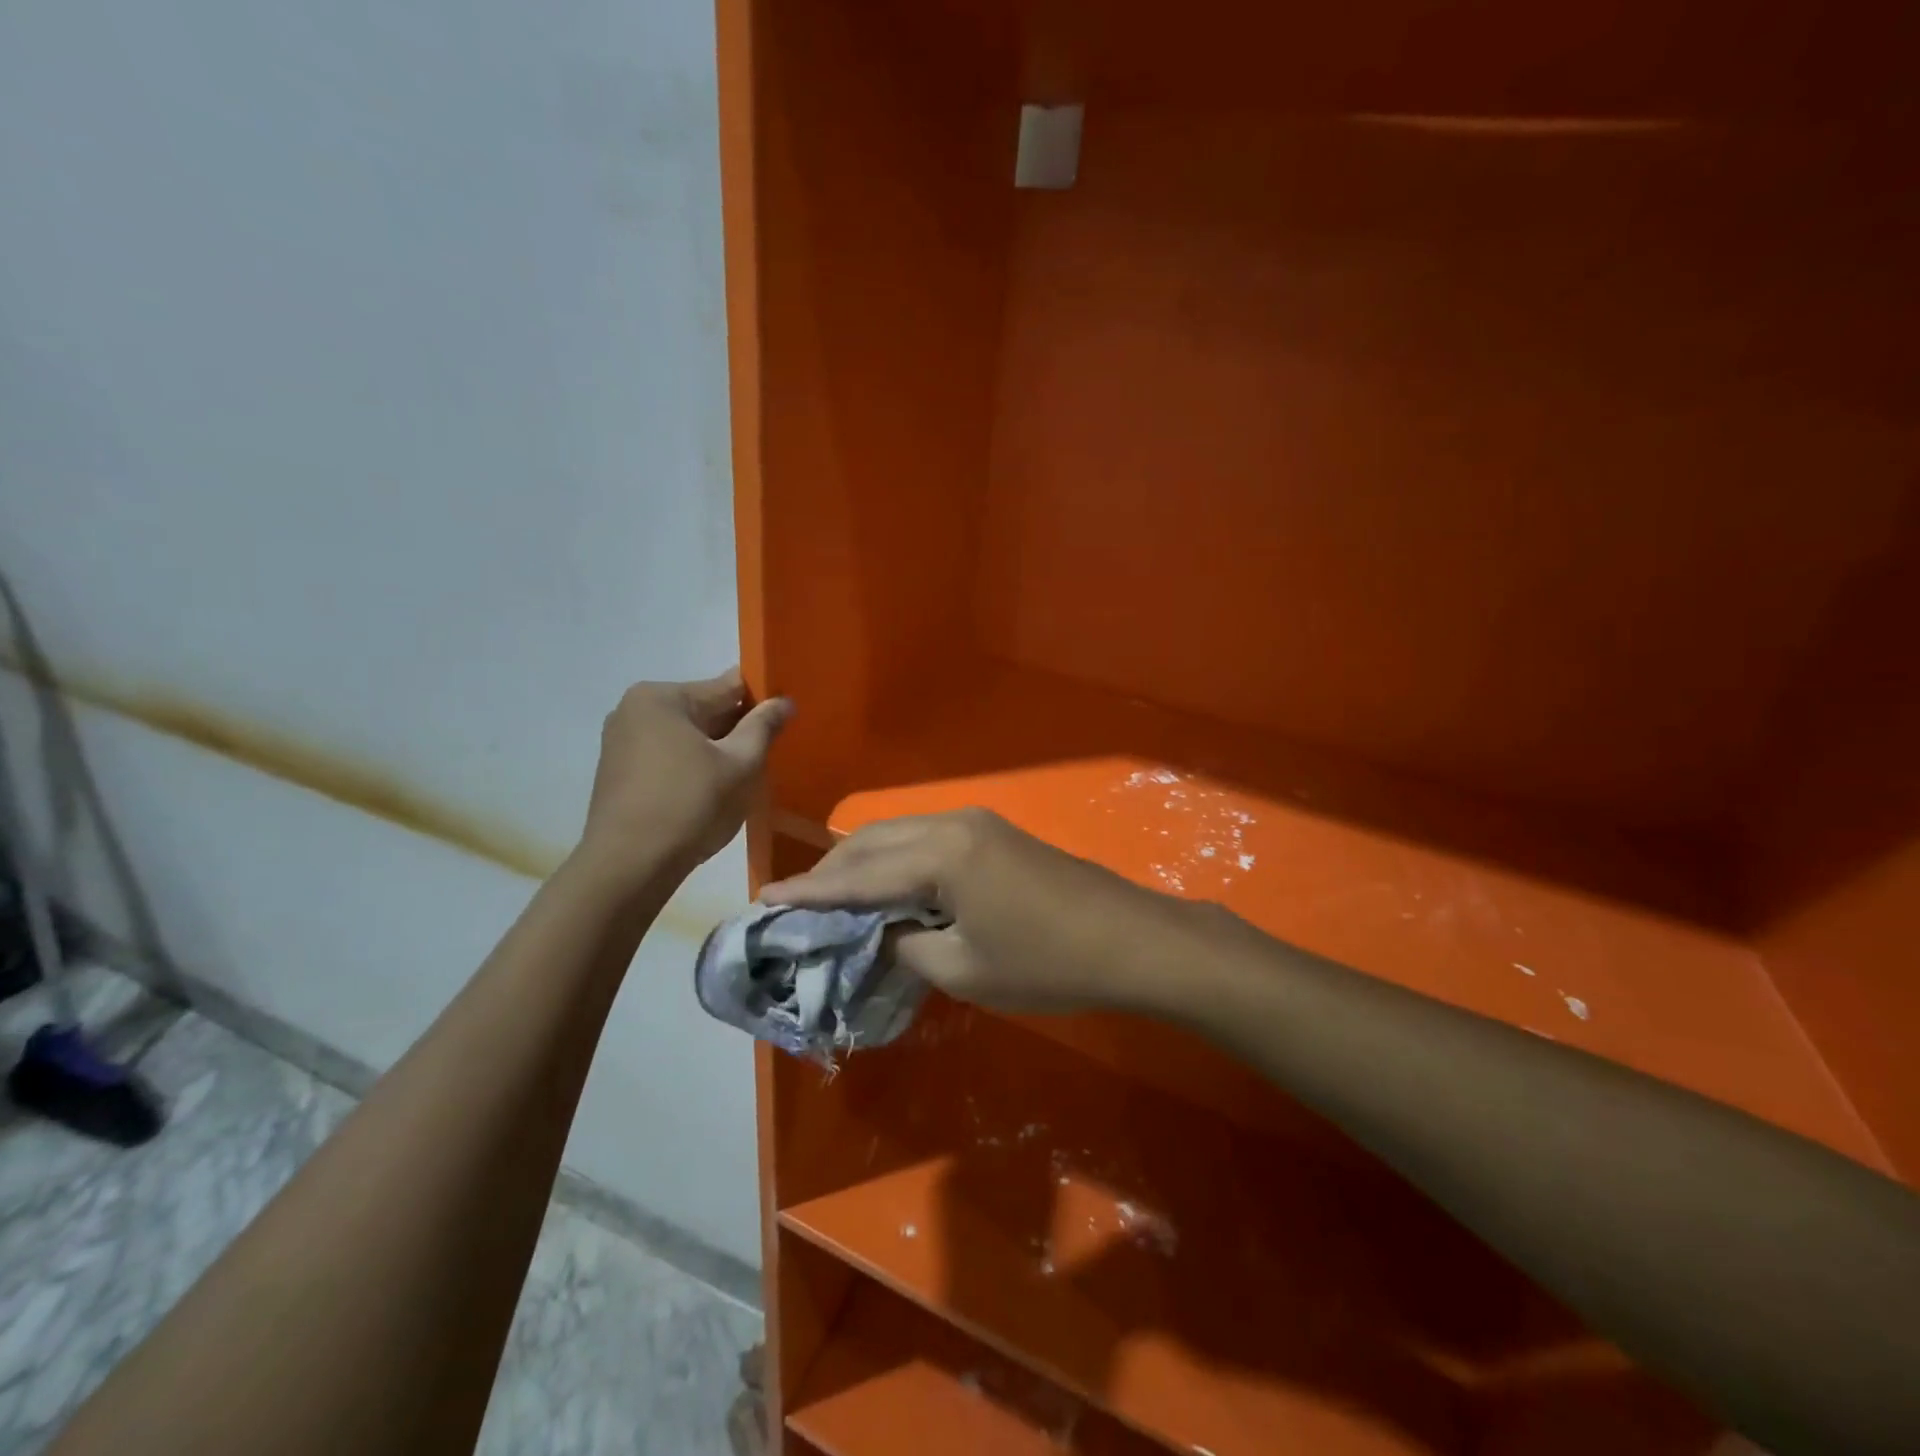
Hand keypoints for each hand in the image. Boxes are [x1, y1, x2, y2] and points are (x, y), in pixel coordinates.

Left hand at [578, 669, 790, 881]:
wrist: (628, 867)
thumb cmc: (690, 806)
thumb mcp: (740, 764)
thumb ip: (764, 727)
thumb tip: (784, 701)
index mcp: (662, 697)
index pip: (728, 686)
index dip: (763, 700)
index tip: (786, 719)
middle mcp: (635, 709)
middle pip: (705, 709)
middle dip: (738, 729)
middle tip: (769, 754)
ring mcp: (621, 740)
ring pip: (687, 735)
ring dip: (716, 750)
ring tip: (743, 776)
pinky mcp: (618, 770)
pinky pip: (667, 755)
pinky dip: (692, 766)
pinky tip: (710, 791)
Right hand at [760, 808, 1195, 1012]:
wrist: (1131, 939)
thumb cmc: (1047, 963)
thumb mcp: (965, 969)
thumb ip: (907, 946)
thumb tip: (882, 933)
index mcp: (940, 854)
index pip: (858, 875)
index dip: (810, 892)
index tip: (765, 898)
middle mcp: (952, 824)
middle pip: (873, 842)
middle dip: (831, 870)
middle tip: (795, 900)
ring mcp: (978, 824)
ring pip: (900, 835)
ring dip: (864, 862)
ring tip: (833, 895)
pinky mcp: (995, 834)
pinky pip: (927, 840)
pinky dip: (897, 861)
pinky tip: (888, 886)